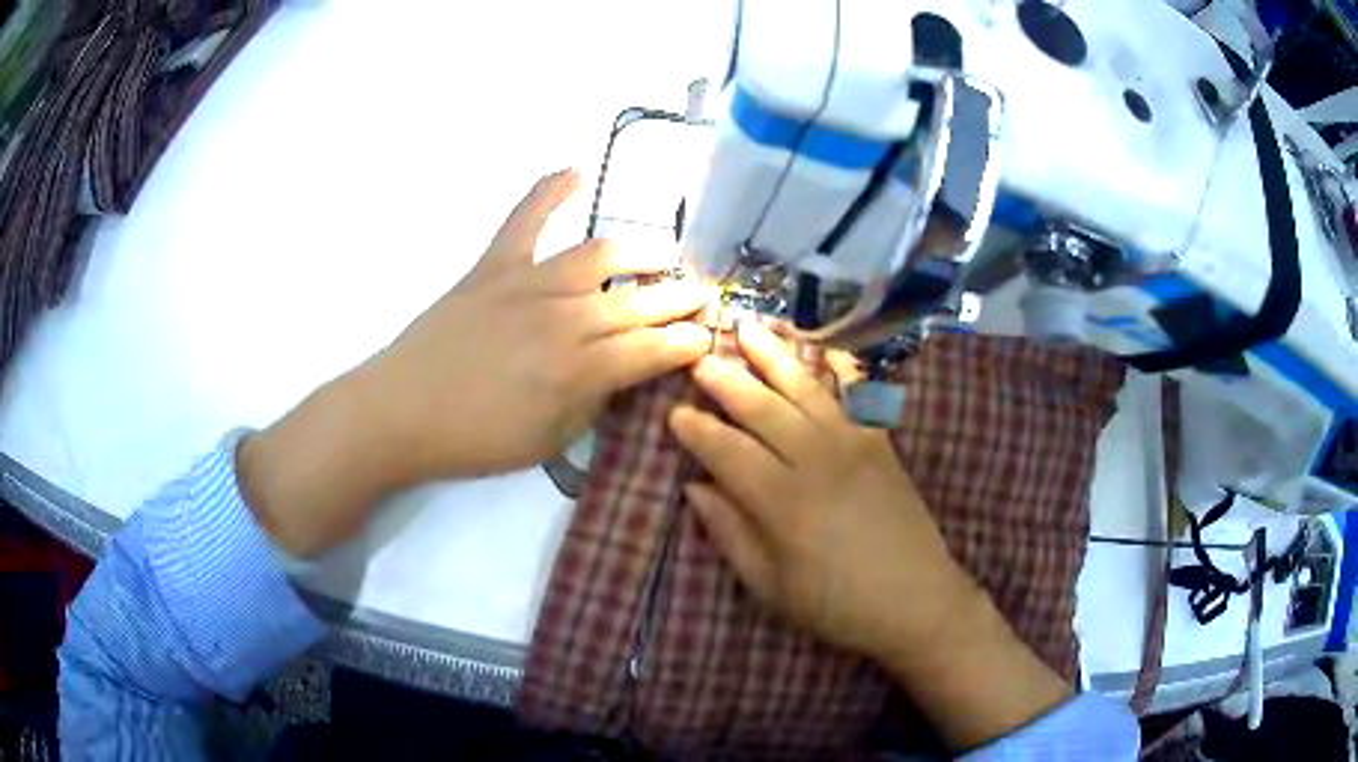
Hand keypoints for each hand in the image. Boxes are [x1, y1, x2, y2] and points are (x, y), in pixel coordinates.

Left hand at [358, 169, 711, 480]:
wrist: (401, 412)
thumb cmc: (475, 439)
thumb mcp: (549, 441)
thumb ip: (595, 403)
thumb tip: (624, 373)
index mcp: (579, 371)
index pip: (653, 349)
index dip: (688, 343)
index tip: (708, 337)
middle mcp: (564, 319)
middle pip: (638, 303)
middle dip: (680, 298)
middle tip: (703, 294)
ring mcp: (528, 284)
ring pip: (600, 255)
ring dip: (641, 252)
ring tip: (664, 255)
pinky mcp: (494, 265)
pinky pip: (526, 218)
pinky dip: (549, 190)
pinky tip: (576, 171)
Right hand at [668, 320, 964, 659]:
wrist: (916, 600)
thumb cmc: (836, 604)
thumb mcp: (771, 586)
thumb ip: (731, 534)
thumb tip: (696, 489)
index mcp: (782, 502)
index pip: (728, 452)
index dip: (697, 430)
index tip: (674, 412)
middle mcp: (816, 460)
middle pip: (762, 409)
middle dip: (727, 380)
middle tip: (699, 359)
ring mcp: (853, 445)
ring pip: (805, 390)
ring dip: (774, 357)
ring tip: (749, 327)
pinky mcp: (880, 443)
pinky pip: (855, 395)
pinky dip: (836, 368)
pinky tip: (822, 348)